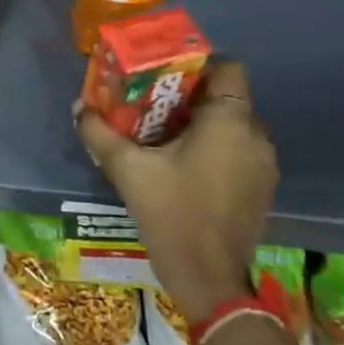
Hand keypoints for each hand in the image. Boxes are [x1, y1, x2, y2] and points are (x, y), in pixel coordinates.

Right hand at [77, 61, 277, 326]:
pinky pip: (239, 151)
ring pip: (233, 126)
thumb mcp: (127, 168)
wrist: (208, 278)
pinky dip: (215, 148)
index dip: (198, 65)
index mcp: (229, 121)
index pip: (229, 69)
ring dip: (203, 124)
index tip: (164, 76)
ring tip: (164, 134)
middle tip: (152, 103)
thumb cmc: (171, 212)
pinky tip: (183, 165)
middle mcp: (255, 136)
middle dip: (191, 95)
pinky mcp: (262, 189)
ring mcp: (264, 165)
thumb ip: (100, 132)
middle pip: (228, 97)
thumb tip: (79, 107)